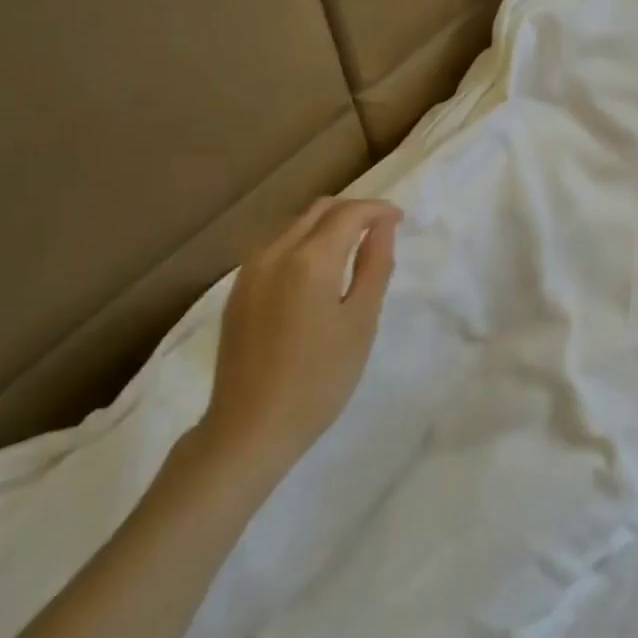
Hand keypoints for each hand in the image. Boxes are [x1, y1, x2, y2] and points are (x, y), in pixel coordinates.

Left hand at [205, 196, 402, 472]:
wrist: (251, 427)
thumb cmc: (320, 379)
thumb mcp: (361, 322)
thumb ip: (375, 266)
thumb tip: (383, 226)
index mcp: (310, 259)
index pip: (349, 213)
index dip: (378, 210)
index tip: (400, 219)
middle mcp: (274, 252)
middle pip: (318, 210)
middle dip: (353, 211)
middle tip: (381, 230)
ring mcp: (249, 270)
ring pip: (293, 225)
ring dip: (326, 225)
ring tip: (352, 248)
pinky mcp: (238, 290)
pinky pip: (274, 247)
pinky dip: (302, 243)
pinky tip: (315, 271)